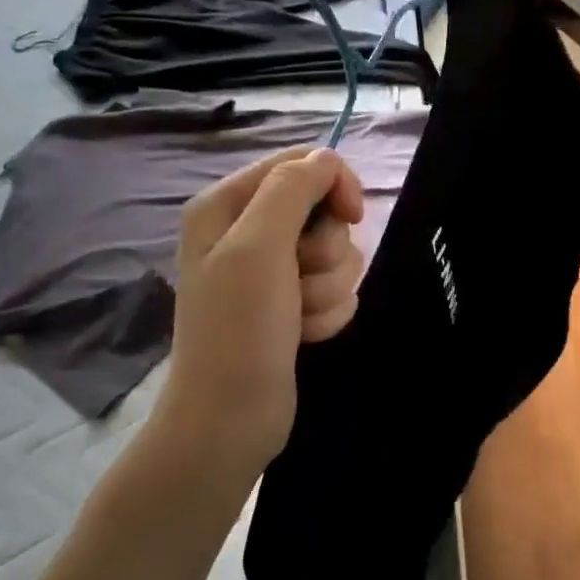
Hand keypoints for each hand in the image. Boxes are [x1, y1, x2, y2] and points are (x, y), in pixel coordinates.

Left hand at [159, 147, 364, 474]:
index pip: (301, 163)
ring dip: (327, 289)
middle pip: (324, 211)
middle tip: (298, 281)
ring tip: (296, 317)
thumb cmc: (238, 329)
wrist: (230, 419)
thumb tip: (326, 159)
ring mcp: (271, 271)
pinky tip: (302, 335)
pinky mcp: (291, 303)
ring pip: (337, 254)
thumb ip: (291, 189)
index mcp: (227, 204)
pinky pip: (336, 289)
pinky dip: (326, 313)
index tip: (351, 216)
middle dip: (325, 251)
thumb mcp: (258, 246)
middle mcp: (248, 231)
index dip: (334, 183)